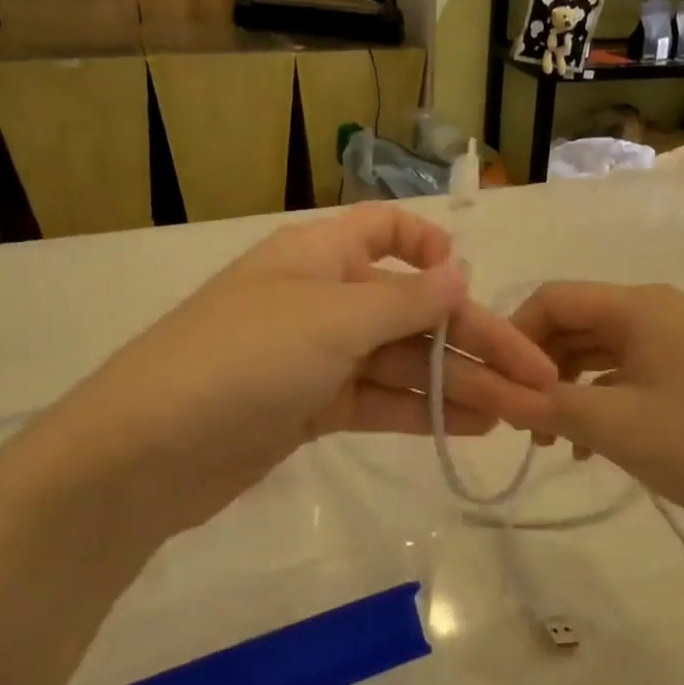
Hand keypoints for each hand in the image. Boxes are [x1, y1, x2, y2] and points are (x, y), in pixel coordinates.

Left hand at [0, 205, 557, 553]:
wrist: (145, 453)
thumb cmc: (243, 360)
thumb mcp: (333, 319)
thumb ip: (405, 300)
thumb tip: (461, 272)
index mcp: (322, 255)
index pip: (387, 230)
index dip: (431, 249)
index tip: (470, 285)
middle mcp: (323, 298)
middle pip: (413, 311)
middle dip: (475, 343)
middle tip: (538, 381)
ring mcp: (316, 357)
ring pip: (402, 362)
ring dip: (458, 384)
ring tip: (518, 412)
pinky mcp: (312, 409)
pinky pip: (379, 401)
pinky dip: (421, 411)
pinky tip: (470, 426)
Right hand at [500, 282, 683, 532]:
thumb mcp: (609, 425)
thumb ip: (544, 404)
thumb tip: (495, 396)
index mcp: (640, 306)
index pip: (555, 299)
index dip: (516, 334)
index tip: (496, 382)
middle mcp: (653, 310)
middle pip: (573, 323)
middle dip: (538, 368)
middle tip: (517, 416)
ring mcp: (668, 339)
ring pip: (593, 350)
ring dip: (563, 389)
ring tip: (546, 439)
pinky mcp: (677, 369)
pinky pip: (619, 372)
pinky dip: (593, 399)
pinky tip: (582, 447)